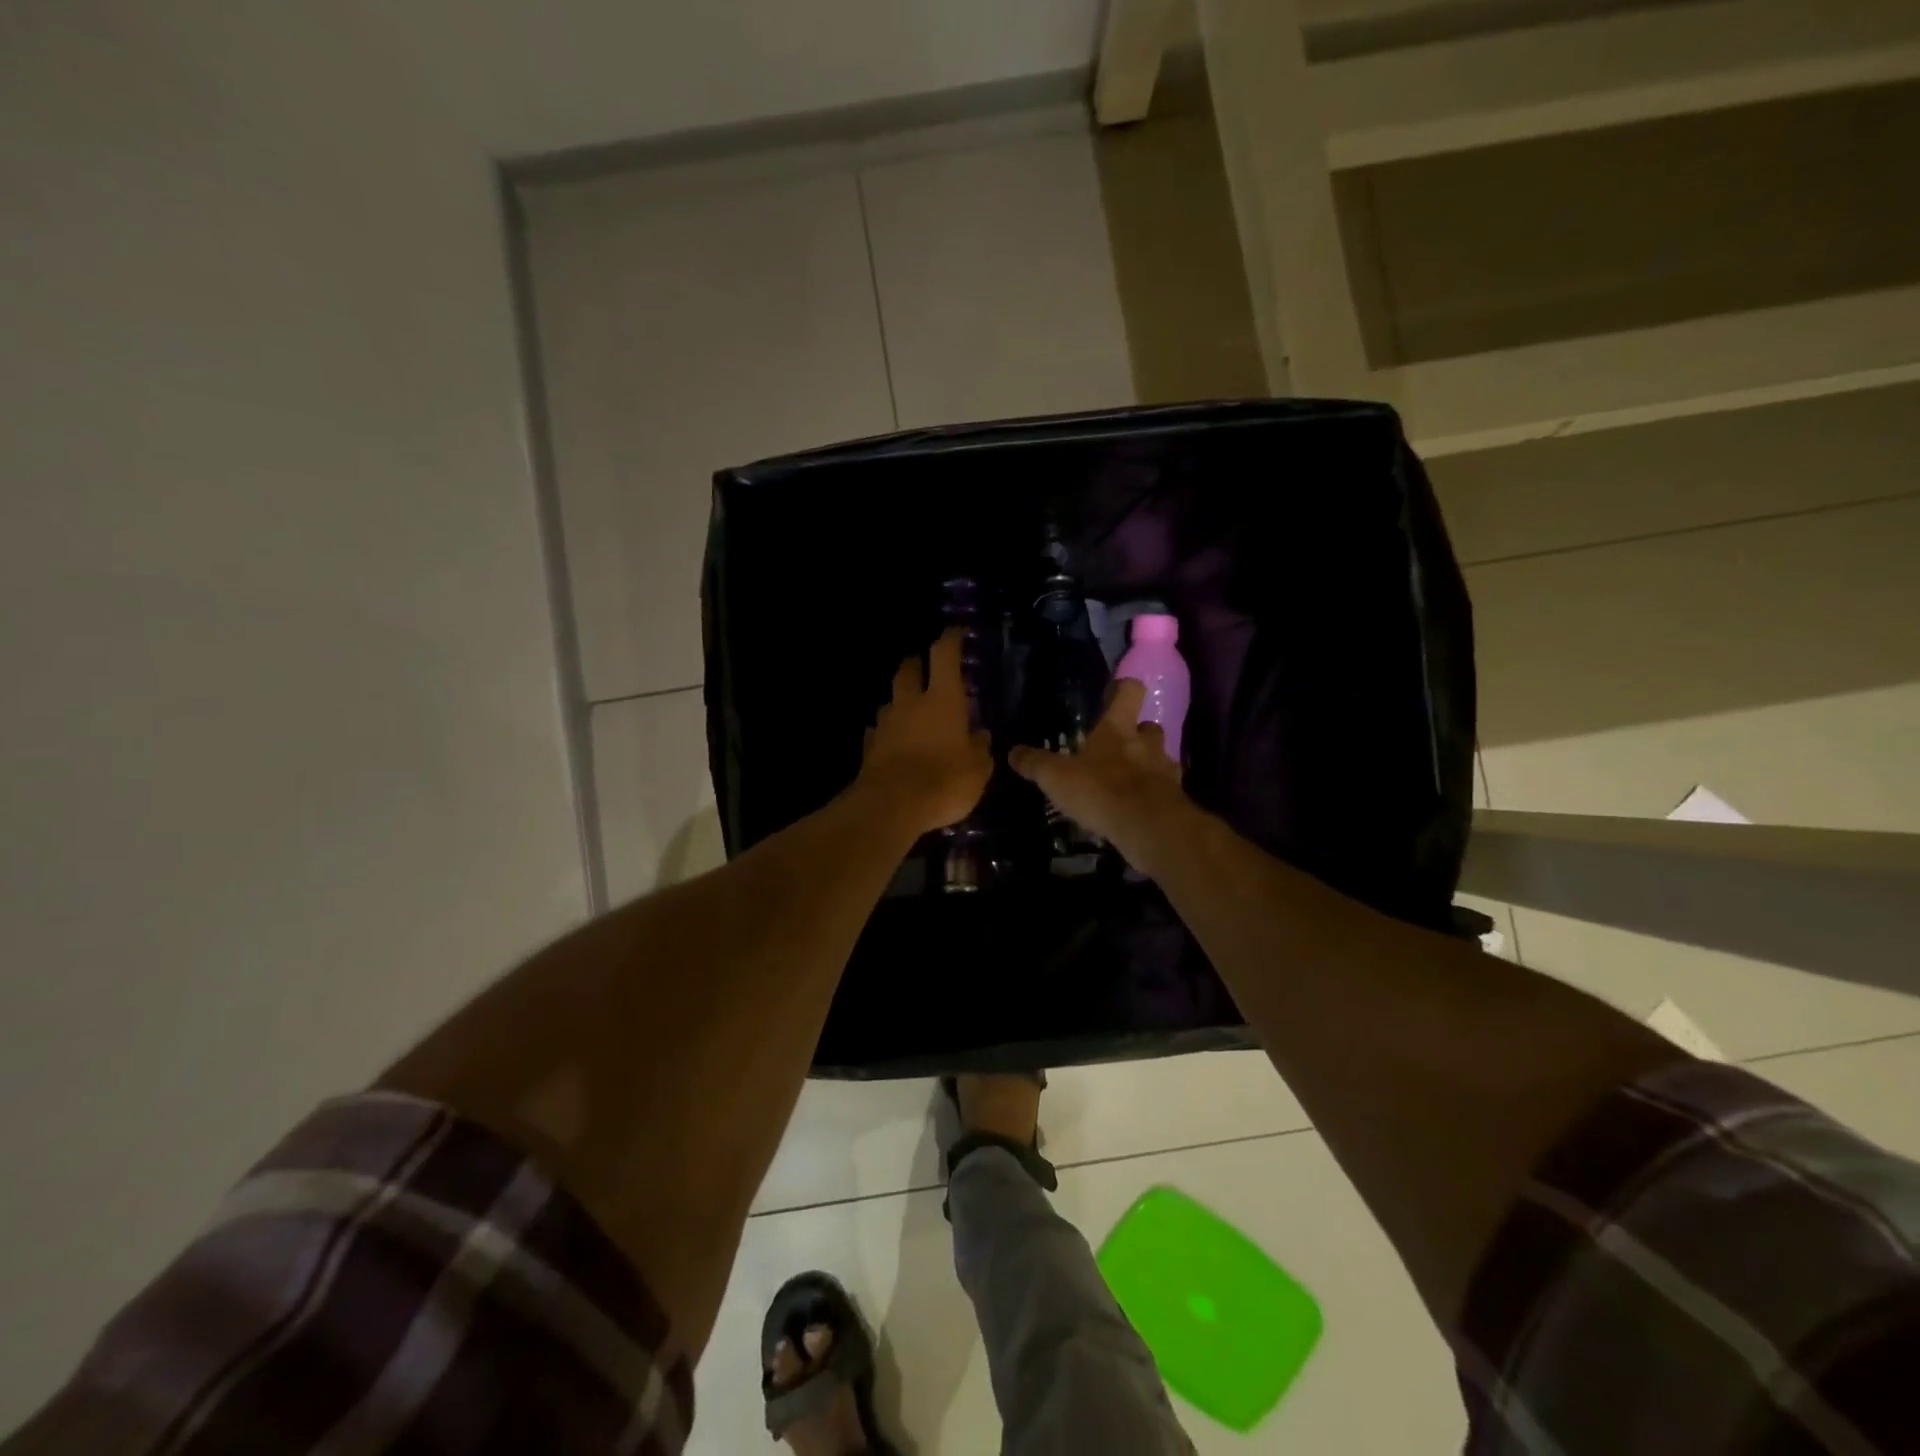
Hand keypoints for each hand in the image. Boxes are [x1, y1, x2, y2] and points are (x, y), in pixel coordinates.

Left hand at [855, 629, 993, 837]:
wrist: (892, 806)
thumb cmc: (945, 780)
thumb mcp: (978, 769)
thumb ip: (980, 749)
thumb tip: (980, 736)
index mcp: (942, 699)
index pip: (944, 655)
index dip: (949, 640)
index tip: (954, 632)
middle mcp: (911, 703)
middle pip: (907, 670)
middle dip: (915, 664)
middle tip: (923, 666)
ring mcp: (886, 724)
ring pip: (890, 700)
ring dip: (900, 701)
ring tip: (910, 711)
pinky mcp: (869, 747)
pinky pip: (878, 731)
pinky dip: (886, 732)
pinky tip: (892, 742)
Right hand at [1009, 679, 1188, 875]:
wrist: (1147, 826)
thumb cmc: (1099, 790)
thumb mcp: (1056, 777)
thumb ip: (1035, 764)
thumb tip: (1013, 752)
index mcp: (1117, 729)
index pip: (1130, 691)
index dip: (1123, 688)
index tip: (1114, 693)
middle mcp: (1146, 743)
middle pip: (1149, 726)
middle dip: (1137, 734)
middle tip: (1119, 747)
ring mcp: (1165, 770)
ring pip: (1161, 758)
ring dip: (1148, 765)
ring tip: (1128, 782)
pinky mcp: (1175, 799)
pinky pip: (1166, 789)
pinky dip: (1155, 794)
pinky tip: (1139, 808)